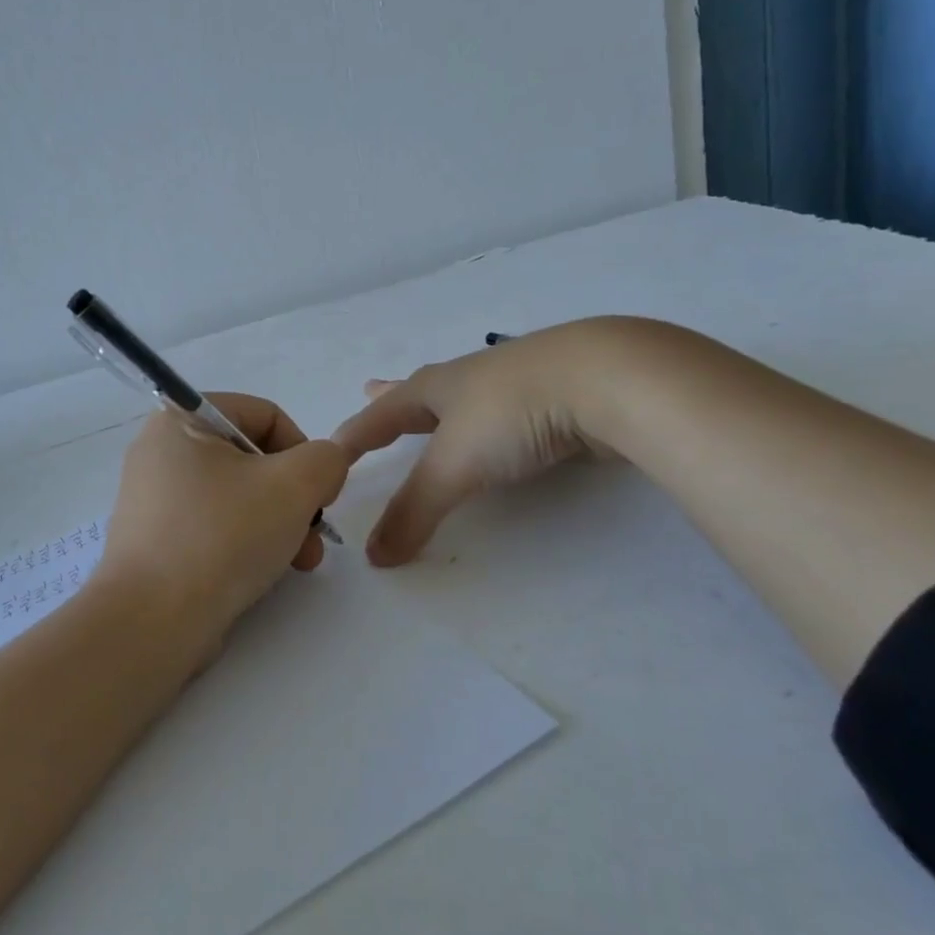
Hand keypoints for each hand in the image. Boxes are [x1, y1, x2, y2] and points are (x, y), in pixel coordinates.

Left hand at [97, 393, 349, 653]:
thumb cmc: (222, 536)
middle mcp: (162, 450)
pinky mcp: (155, 538)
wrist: (151, 622)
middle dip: (294, 497)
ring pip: (237, 495)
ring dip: (279, 523)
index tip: (320, 494)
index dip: (304, 451)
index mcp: (182, 418)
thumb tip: (324, 466)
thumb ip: (326, 460)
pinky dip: (246, 541)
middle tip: (315, 534)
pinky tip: (266, 573)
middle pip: (253, 459)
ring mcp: (154, 497)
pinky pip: (214, 524)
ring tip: (301, 562)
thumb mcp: (294, 486)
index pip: (264, 415)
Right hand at [333, 321, 608, 564]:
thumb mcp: (454, 466)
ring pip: (466, 396)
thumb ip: (414, 511)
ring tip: (436, 411)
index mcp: (436, 387)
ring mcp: (515, 382)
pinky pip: (507, 410)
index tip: (328, 450)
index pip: (380, 413)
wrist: (605, 380)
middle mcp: (470, 378)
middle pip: (420, 389)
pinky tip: (504, 425)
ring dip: (443, 406)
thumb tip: (374, 556)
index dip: (353, 434)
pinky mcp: (555, 395)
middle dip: (392, 396)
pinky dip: (491, 420)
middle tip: (369, 388)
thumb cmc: (511, 414)